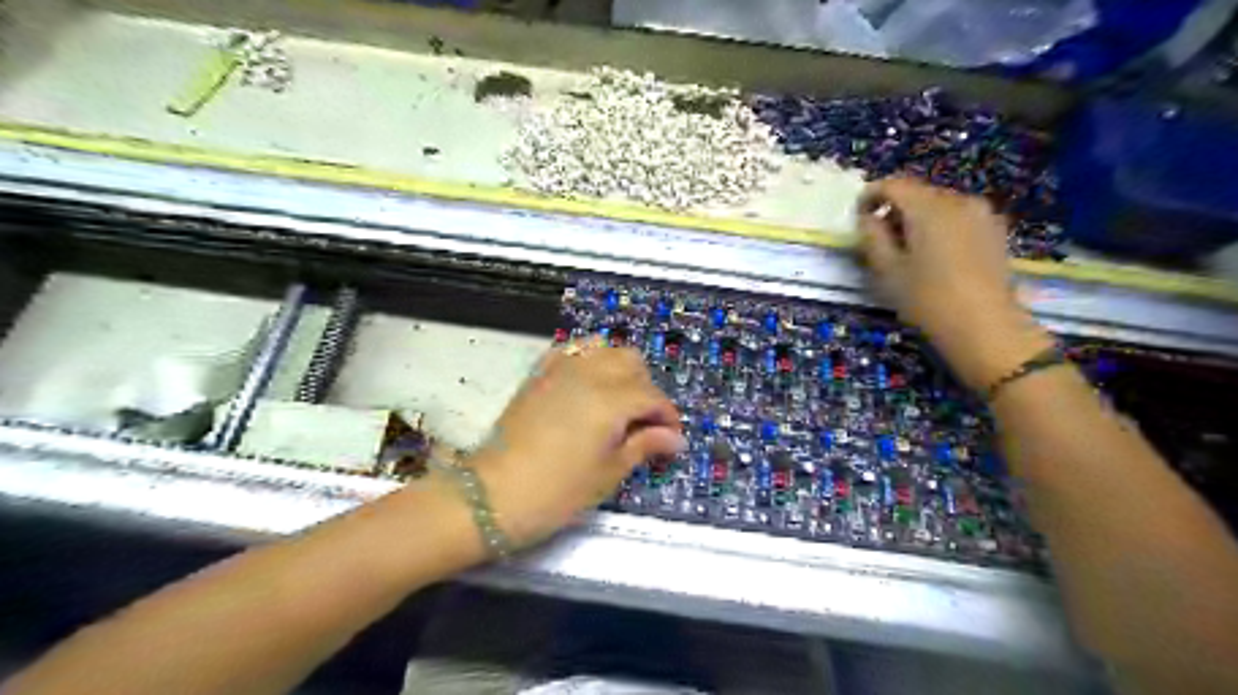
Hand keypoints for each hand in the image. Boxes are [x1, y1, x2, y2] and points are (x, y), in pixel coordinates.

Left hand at [467, 340, 686, 549]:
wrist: (493, 495)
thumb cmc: (557, 492)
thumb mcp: (608, 474)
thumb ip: (644, 446)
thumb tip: (675, 438)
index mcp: (611, 400)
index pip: (653, 397)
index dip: (668, 418)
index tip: (671, 440)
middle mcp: (589, 373)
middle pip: (632, 363)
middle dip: (646, 389)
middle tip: (643, 423)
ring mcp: (560, 369)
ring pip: (604, 349)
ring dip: (620, 369)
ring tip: (618, 401)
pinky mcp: (540, 373)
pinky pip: (572, 350)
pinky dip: (588, 359)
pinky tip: (588, 383)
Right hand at [863, 175, 1053, 390]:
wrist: (985, 327)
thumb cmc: (927, 299)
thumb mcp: (887, 270)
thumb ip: (872, 236)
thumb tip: (868, 217)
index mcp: (928, 207)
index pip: (893, 185)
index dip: (870, 196)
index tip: (858, 217)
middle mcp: (957, 200)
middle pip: (918, 192)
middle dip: (895, 208)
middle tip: (880, 238)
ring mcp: (981, 213)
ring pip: (939, 205)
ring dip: (918, 218)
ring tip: (907, 249)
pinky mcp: (995, 230)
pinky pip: (958, 217)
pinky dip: (940, 226)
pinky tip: (935, 255)